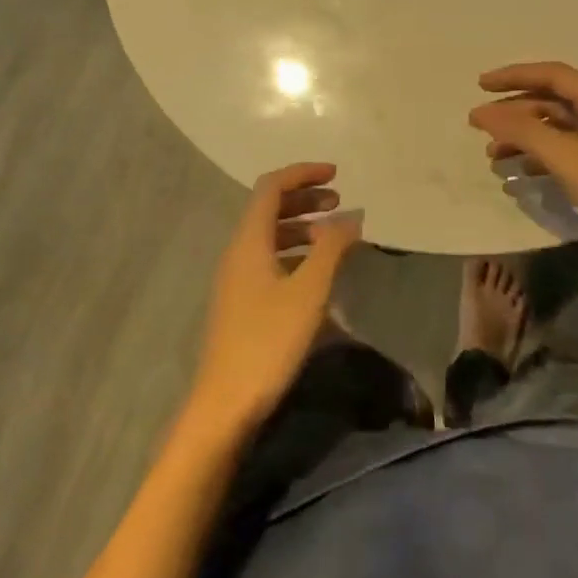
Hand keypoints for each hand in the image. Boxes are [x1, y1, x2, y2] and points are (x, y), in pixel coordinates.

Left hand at [187, 163, 361, 437]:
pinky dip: (294, 251)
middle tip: (339, 201)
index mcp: (249, 241)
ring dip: (301, 225)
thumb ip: (332, 249)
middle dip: (305, 198)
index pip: (271, 186)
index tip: (336, 174)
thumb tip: (352, 215)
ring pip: (269, 234)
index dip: (303, 173)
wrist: (225, 404)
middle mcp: (238, 251)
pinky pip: (268, 258)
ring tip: (333, 235)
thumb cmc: (268, 341)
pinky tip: (316, 271)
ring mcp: (236, 278)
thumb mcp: (308, 292)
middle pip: (269, 207)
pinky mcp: (241, 301)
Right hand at [469, 62, 577, 259]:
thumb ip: (523, 132)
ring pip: (556, 128)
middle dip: (514, 113)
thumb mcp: (568, 159)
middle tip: (479, 127)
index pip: (550, 74)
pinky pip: (566, 150)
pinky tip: (519, 175)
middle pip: (550, 101)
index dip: (512, 76)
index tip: (480, 86)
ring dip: (524, 138)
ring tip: (493, 157)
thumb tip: (482, 112)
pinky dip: (541, 158)